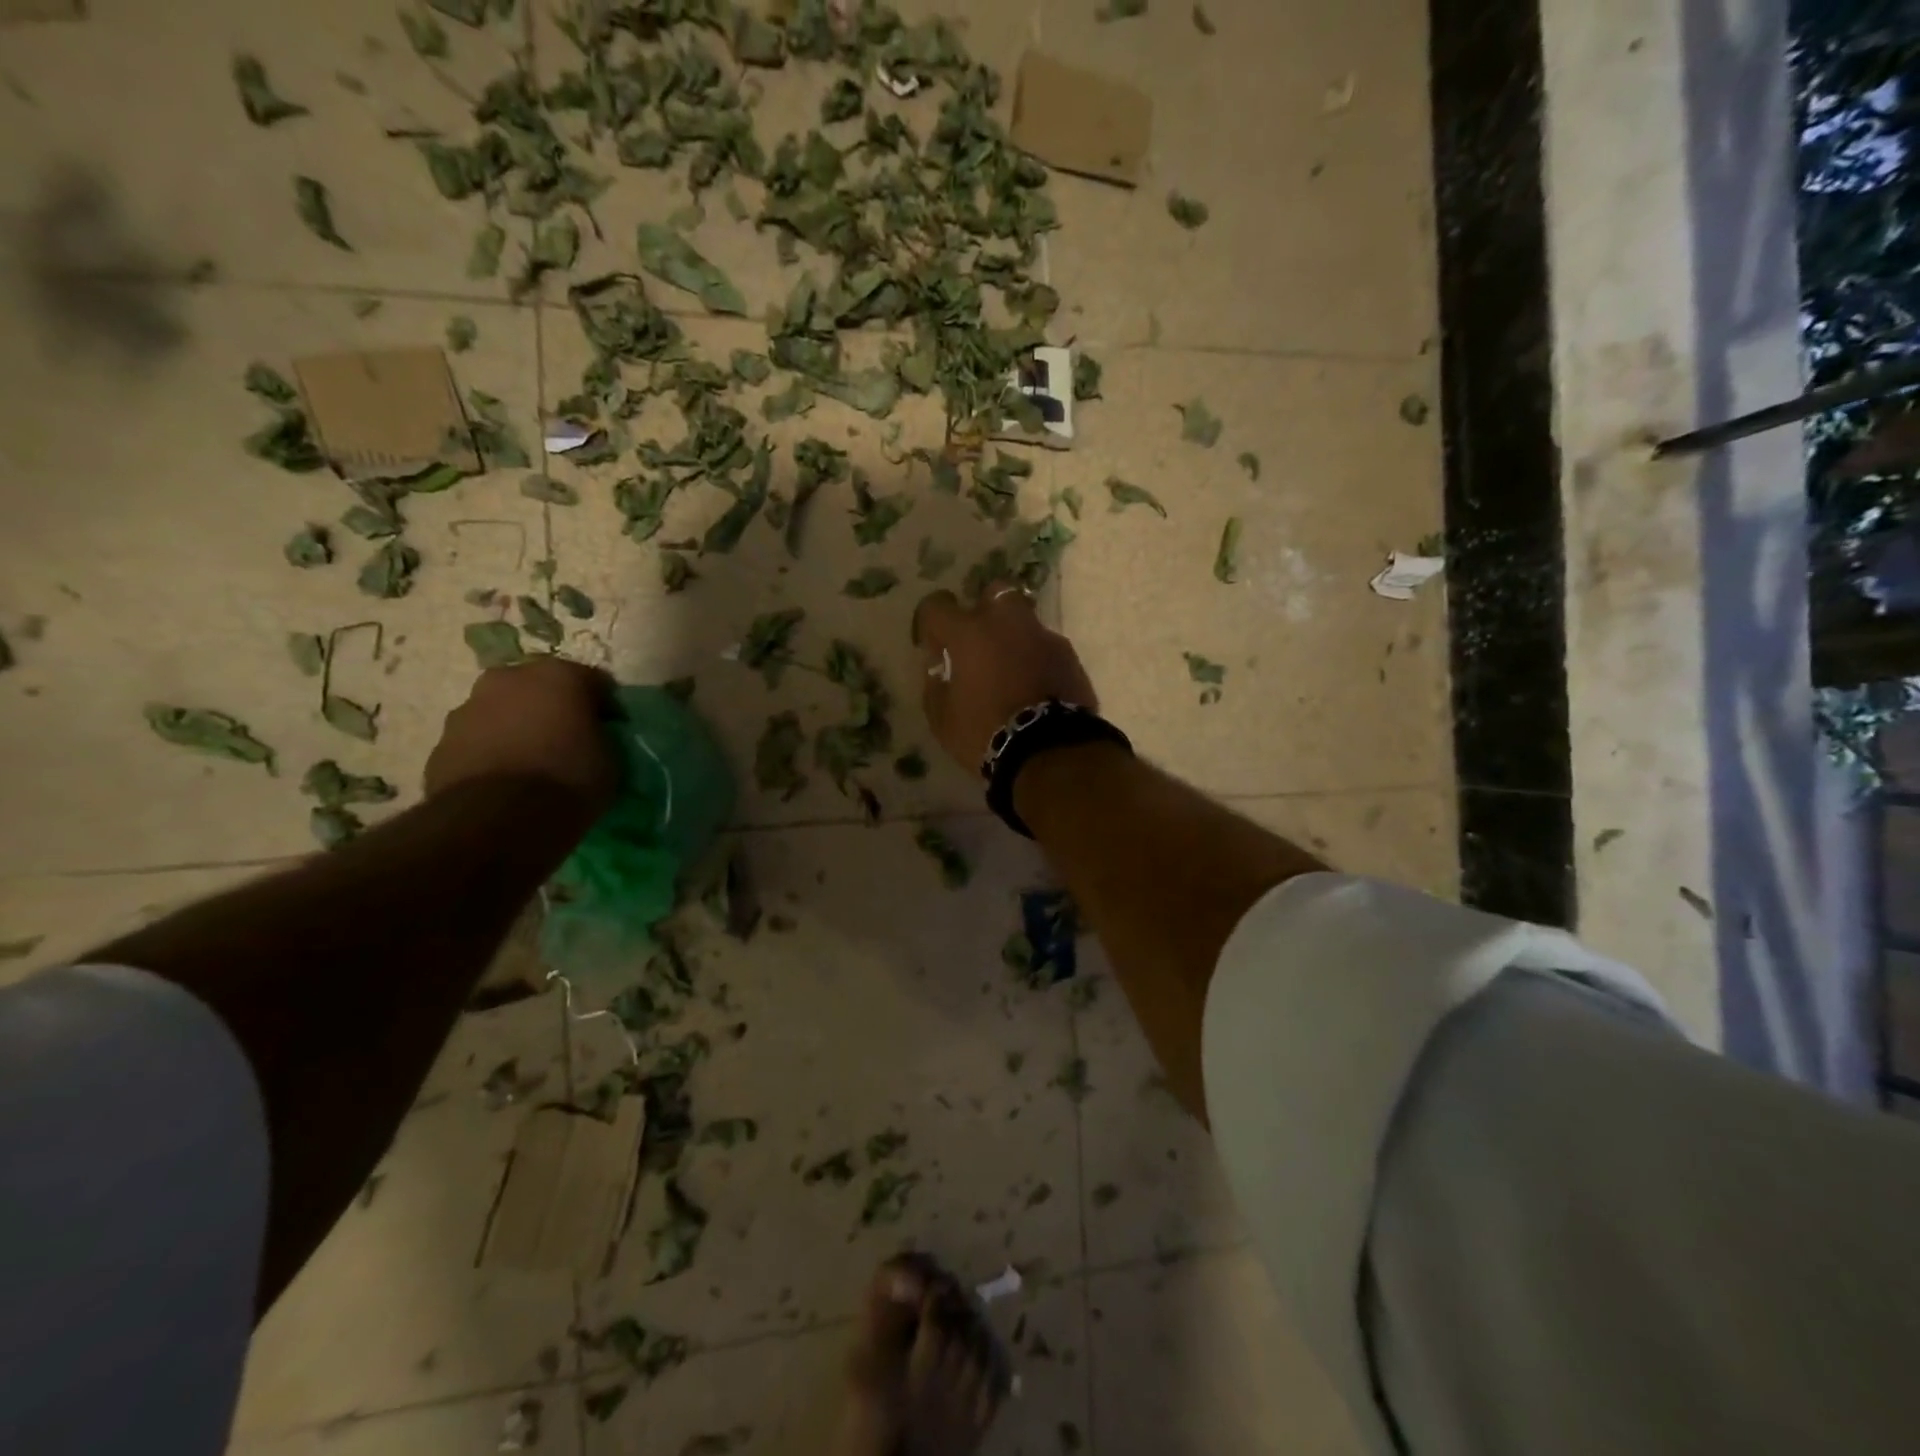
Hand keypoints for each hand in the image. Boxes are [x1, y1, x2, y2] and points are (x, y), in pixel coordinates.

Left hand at [424, 658, 618, 810]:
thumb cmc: (568, 779)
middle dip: (552, 709)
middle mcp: (509, 679)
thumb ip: (599, 736)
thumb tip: (590, 737)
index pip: (593, 681)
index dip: (604, 707)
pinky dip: (492, 753)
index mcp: (558, 675)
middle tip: (567, 741)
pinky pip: (478, 742)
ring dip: (516, 729)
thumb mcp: (610, 758)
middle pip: (539, 688)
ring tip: (532, 765)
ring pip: (502, 712)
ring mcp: (468, 708)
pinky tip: (505, 782)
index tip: (610, 730)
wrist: (498, 819)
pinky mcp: (441, 743)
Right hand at [912, 583, 1098, 770]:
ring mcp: (1044, 637)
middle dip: (985, 608)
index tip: (933, 644)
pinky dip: (1037, 660)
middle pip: (995, 592)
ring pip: (1025, 621)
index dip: (931, 621)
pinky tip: (1034, 686)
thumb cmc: (984, 733)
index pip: (938, 605)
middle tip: (979, 640)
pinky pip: (1046, 648)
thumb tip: (939, 669)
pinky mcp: (1069, 657)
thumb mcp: (943, 719)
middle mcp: (1007, 623)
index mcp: (969, 633)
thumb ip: (936, 686)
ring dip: (1015, 637)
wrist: (1050, 751)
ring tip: (1010, 670)